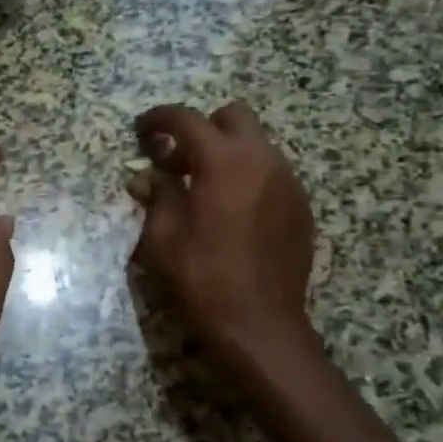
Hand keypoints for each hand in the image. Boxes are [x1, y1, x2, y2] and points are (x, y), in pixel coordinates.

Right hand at [132, 102, 316, 365]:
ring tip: (202, 187)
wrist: (260, 325)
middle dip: (202, 127)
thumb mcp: (163, 236)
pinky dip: (247, 176)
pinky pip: (271, 172)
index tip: (141, 130)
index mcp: (223, 162)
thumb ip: (157, 195)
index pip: (186, 119)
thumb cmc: (202, 278)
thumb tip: (146, 177)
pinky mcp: (301, 207)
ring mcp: (288, 182)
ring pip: (256, 144)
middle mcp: (262, 160)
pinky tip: (230, 210)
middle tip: (178, 159)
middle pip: (233, 116)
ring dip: (226, 152)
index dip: (159, 119)